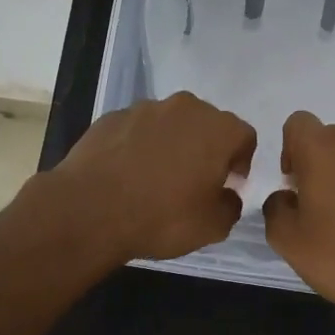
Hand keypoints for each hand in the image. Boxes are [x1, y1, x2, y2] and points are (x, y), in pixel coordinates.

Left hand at [53, 92, 256, 263]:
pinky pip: (137, 129)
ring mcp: (145, 108)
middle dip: (206, 147)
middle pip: (207, 123)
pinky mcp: (112, 117)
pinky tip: (128, 173)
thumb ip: (231, 206)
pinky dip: (139, 145)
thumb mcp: (212, 226)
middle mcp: (185, 108)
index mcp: (218, 129)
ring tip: (156, 177)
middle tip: (195, 180)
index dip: (241, 161)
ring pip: (170, 123)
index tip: (228, 184)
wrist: (90, 210)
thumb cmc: (162, 217)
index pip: (244, 136)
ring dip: (171, 143)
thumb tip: (228, 195)